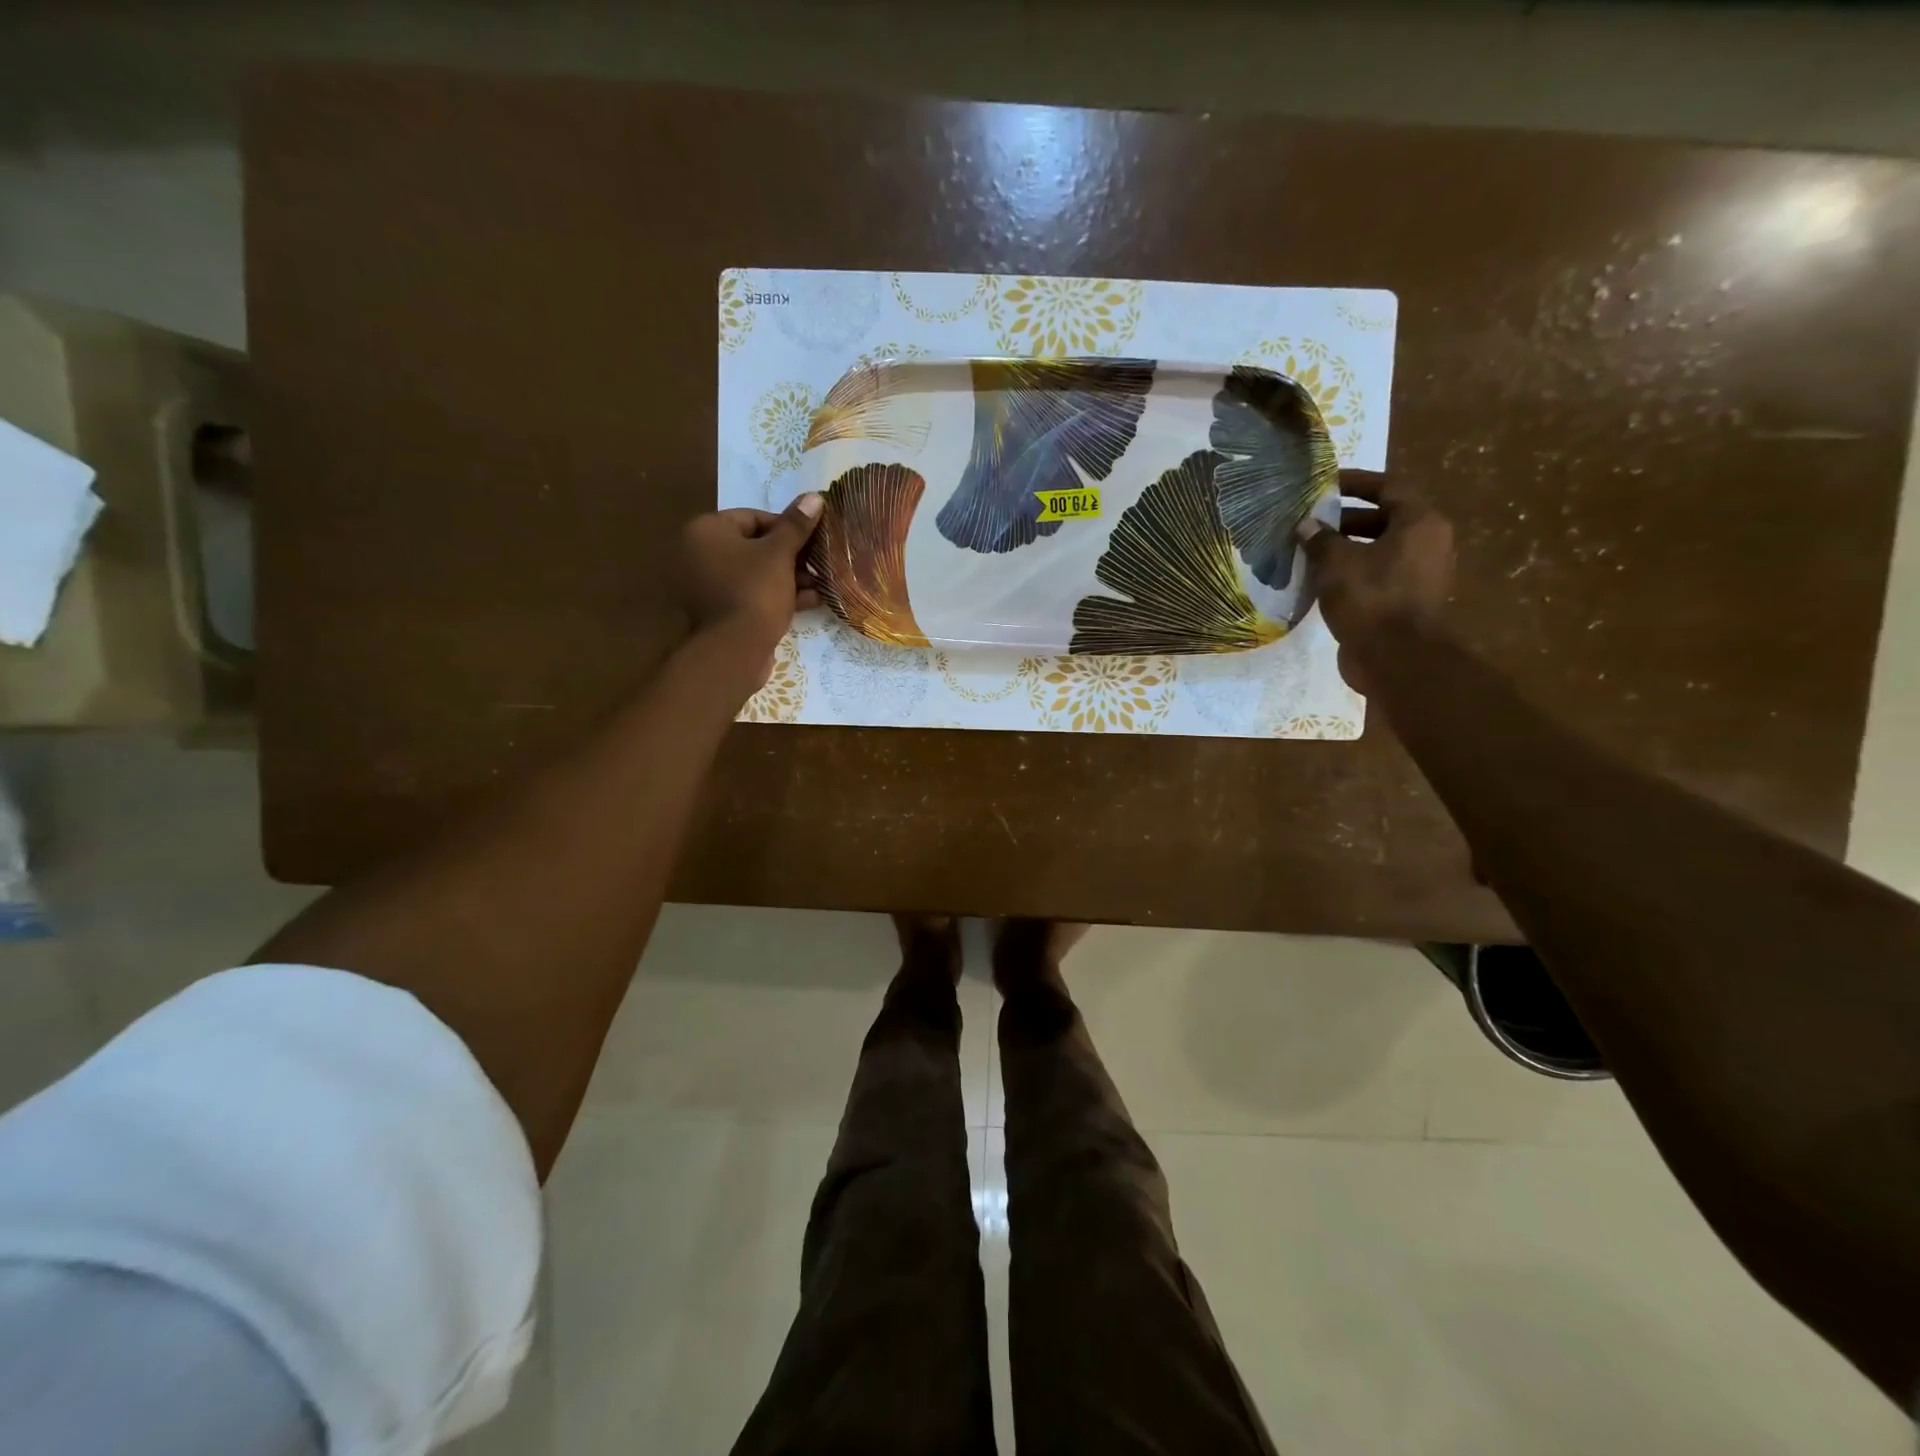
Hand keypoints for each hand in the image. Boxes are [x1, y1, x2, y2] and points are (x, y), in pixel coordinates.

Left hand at [678, 495, 823, 692]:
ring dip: (789, 577)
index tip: (813, 539)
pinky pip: (751, 594)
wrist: (735, 650)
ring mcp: (707, 586)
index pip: (752, 517)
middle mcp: (698, 554)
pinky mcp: (719, 612)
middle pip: (754, 546)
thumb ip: (796, 525)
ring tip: (820, 584)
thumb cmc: (754, 591)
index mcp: (705, 531)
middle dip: (791, 556)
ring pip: (756, 573)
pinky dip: (777, 595)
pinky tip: (810, 601)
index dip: (787, 527)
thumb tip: (814, 496)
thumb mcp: (780, 554)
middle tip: (819, 563)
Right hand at [1298, 483, 1454, 695]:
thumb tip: (1306, 525)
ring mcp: (1420, 575)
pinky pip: (1377, 576)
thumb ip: (1320, 540)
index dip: (1356, 483)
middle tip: (1312, 520)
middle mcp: (1427, 543)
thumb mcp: (1337, 563)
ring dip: (1346, 549)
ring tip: (1310, 551)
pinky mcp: (1406, 602)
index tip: (1326, 483)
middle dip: (1346, 519)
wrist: (1396, 658)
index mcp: (1420, 523)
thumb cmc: (1371, 598)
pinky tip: (1322, 581)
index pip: (1388, 488)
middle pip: (1385, 519)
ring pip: (1379, 550)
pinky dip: (1352, 573)